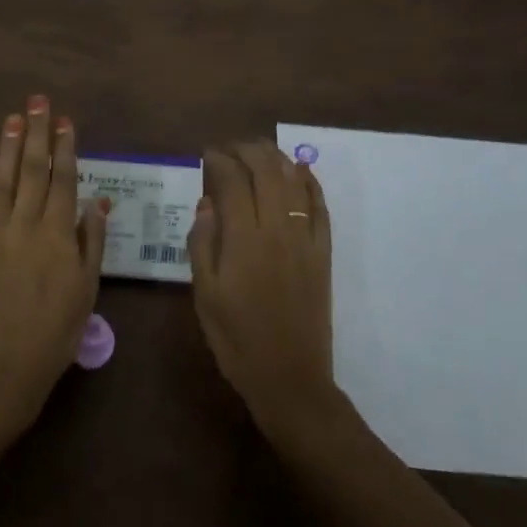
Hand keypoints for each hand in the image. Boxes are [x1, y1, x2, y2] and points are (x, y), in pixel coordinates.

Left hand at [0, 95, 107, 434]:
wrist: (0, 368)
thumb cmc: (53, 333)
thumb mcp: (85, 291)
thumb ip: (90, 243)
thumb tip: (97, 202)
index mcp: (58, 235)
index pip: (63, 180)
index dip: (65, 148)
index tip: (65, 120)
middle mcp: (26, 224)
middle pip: (32, 170)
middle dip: (36, 133)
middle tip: (38, 101)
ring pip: (2, 179)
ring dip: (7, 146)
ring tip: (12, 117)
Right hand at [188, 141, 335, 437]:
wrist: (290, 378)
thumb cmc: (236, 339)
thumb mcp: (204, 295)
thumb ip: (203, 243)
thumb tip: (207, 201)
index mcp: (243, 240)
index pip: (232, 182)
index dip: (219, 161)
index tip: (206, 154)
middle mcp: (277, 230)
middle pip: (266, 172)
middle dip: (247, 150)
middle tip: (230, 147)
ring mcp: (305, 240)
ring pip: (294, 182)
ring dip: (277, 158)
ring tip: (259, 150)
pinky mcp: (324, 253)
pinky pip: (320, 207)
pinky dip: (311, 183)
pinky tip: (301, 171)